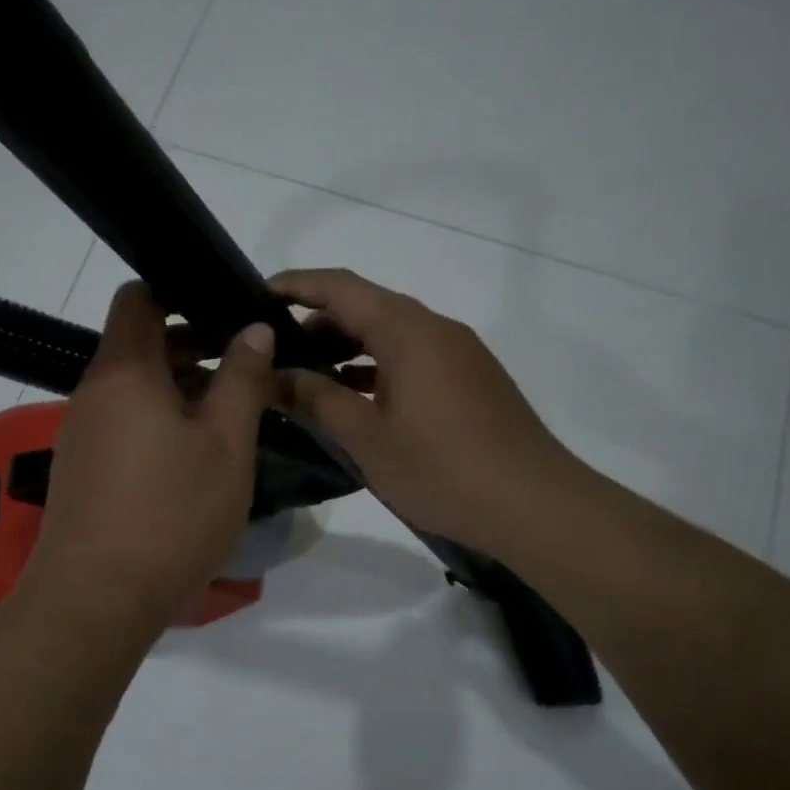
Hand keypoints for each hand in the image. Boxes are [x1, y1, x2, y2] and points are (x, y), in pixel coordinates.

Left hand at [21, 283, 274, 636]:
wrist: (95, 600)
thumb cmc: (170, 514)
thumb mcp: (224, 445)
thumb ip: (242, 380)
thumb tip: (254, 329)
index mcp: (124, 372)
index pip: (138, 298)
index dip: (178, 291)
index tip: (225, 308)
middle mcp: (93, 393)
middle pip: (139, 344)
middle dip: (192, 344)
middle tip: (246, 363)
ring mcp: (82, 434)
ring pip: (135, 388)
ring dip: (181, 387)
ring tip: (231, 410)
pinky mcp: (83, 470)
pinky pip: (125, 424)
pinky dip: (161, 421)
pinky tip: (197, 454)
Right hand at [271, 268, 575, 558]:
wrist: (534, 503)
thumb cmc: (442, 468)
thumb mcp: (366, 437)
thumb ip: (316, 399)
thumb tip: (274, 375)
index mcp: (407, 330)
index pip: (340, 287)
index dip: (295, 285)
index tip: (255, 297)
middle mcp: (435, 328)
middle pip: (366, 306)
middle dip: (317, 323)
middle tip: (275, 354)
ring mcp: (458, 352)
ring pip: (390, 334)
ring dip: (347, 348)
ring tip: (307, 379)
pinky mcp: (470, 378)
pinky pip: (412, 357)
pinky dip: (377, 367)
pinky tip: (355, 399)